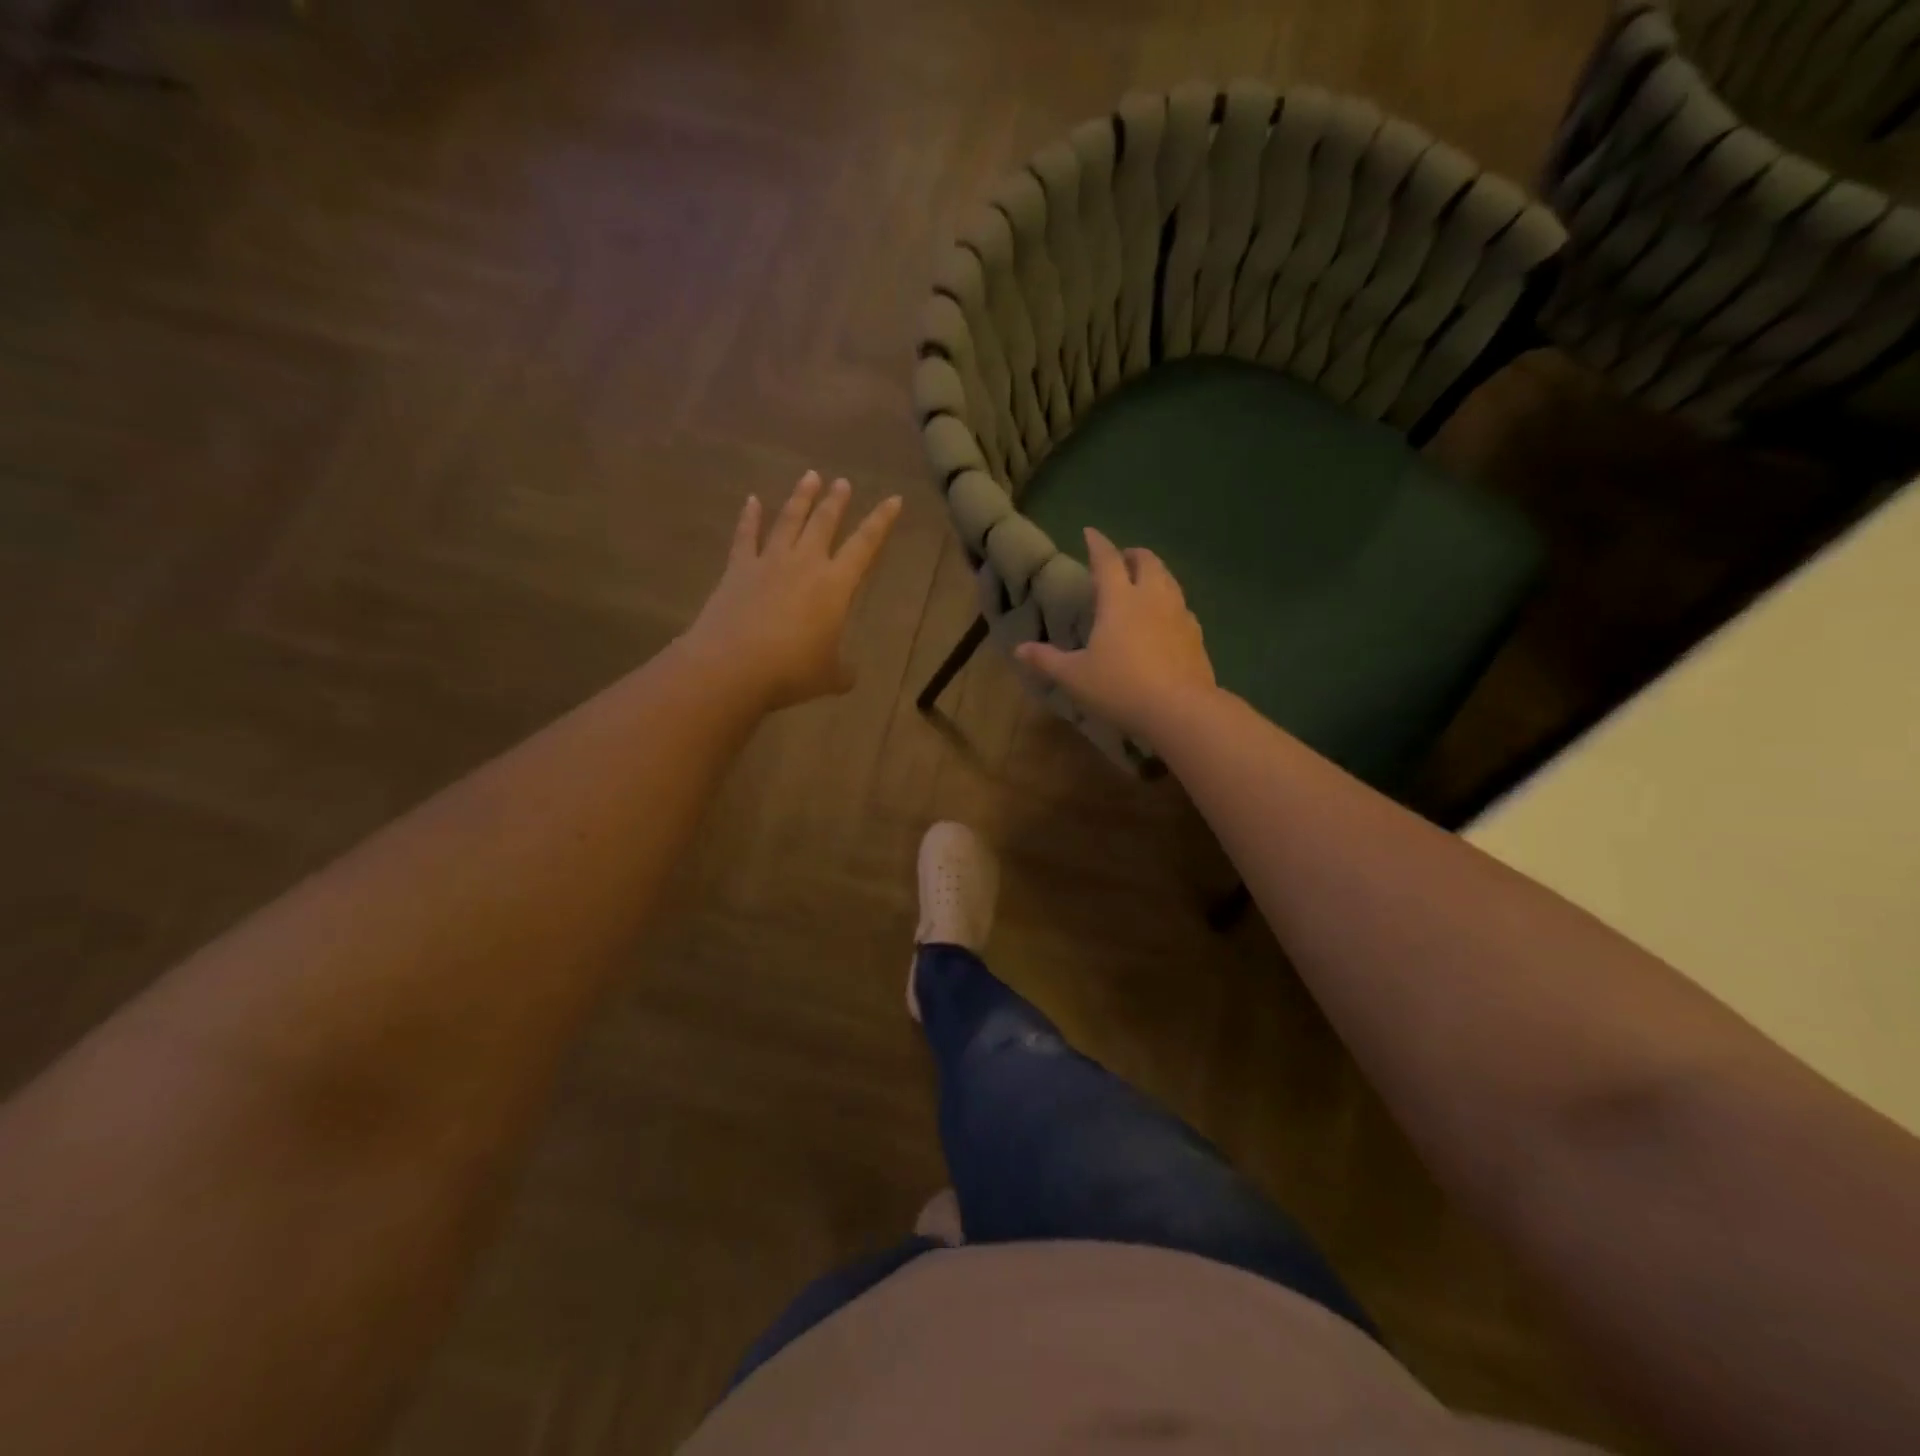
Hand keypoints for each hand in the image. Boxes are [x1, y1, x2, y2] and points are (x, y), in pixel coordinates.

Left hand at [682, 471, 901, 709]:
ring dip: (801, 498)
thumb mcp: (829, 676)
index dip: (881, 521)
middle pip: (824, 523)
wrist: (731, 666)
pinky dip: (750, 517)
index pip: (865, 545)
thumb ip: (843, 671)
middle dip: (836, 501)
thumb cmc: (791, 671)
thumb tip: (849, 675)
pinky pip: (745, 536)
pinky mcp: (737, 570)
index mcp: (835, 585)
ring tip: (810, 477)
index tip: (893, 499)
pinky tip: (752, 500)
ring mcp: (768, 562)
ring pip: (788, 520)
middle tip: (842, 482)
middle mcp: (805, 563)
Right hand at [1015, 527, 1215, 738]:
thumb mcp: (1075, 677)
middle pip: (1147, 562)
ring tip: (1143, 584)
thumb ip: (1047, 660)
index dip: (1097, 544)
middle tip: (1122, 559)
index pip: (1107, 560)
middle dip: (1133, 555)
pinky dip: (1170, 602)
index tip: (1090, 532)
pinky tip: (1165, 619)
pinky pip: (1182, 607)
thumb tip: (1019, 649)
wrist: (1180, 710)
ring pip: (1169, 580)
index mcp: (1119, 599)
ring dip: (1154, 574)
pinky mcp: (1196, 635)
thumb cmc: (1120, 687)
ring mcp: (1179, 614)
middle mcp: (1152, 597)